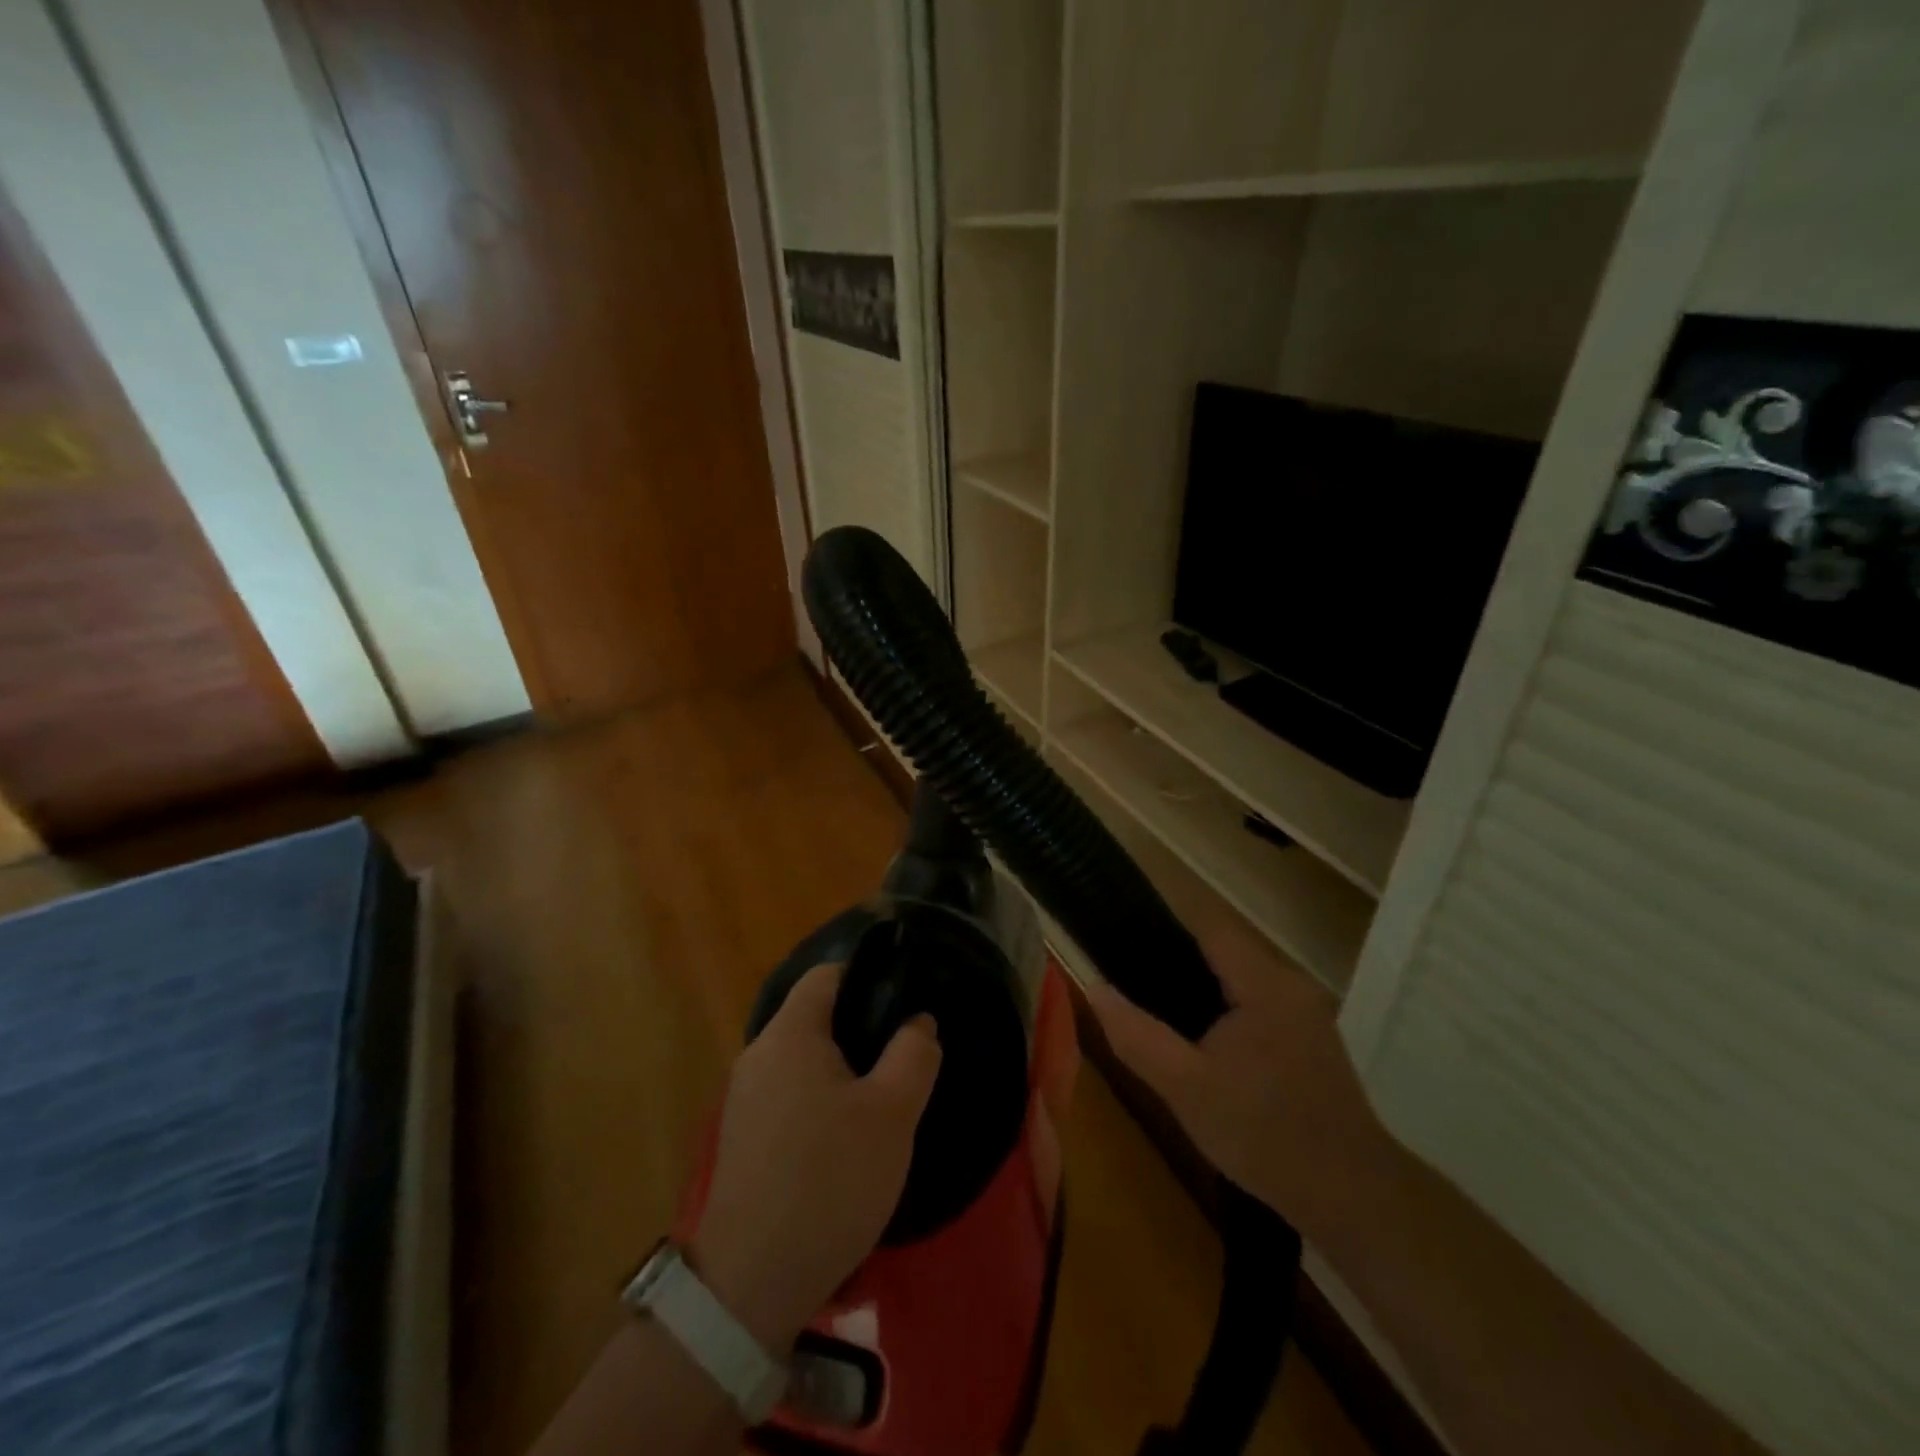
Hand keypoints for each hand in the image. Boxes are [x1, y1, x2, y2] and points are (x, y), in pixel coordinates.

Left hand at [693, 963, 941, 1348]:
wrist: (752, 1283)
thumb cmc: (830, 1181)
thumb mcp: (893, 1114)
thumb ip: (914, 1054)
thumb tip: (918, 1020)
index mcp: (790, 1034)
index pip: (827, 975)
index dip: (868, 975)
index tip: (905, 998)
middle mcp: (759, 1055)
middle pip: (815, 1017)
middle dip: (862, 1028)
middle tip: (904, 1055)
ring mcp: (745, 1098)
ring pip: (805, 1060)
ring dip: (844, 1069)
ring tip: (883, 1098)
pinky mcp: (744, 1138)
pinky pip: (790, 1094)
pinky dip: (822, 1099)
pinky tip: (848, 1138)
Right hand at [1086, 923, 1387, 1241]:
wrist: (1351, 1197)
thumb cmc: (1264, 1136)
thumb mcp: (1185, 1089)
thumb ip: (1137, 1036)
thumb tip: (1094, 989)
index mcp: (1265, 984)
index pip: (1210, 926)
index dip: (1165, 924)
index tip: (1124, 935)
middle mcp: (1291, 985)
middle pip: (1225, 950)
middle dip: (1178, 959)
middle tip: (1132, 980)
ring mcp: (1306, 1012)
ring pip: (1241, 978)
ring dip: (1203, 987)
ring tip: (1159, 1009)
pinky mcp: (1311, 1038)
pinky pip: (1257, 1002)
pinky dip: (1226, 1008)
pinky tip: (1204, 1041)